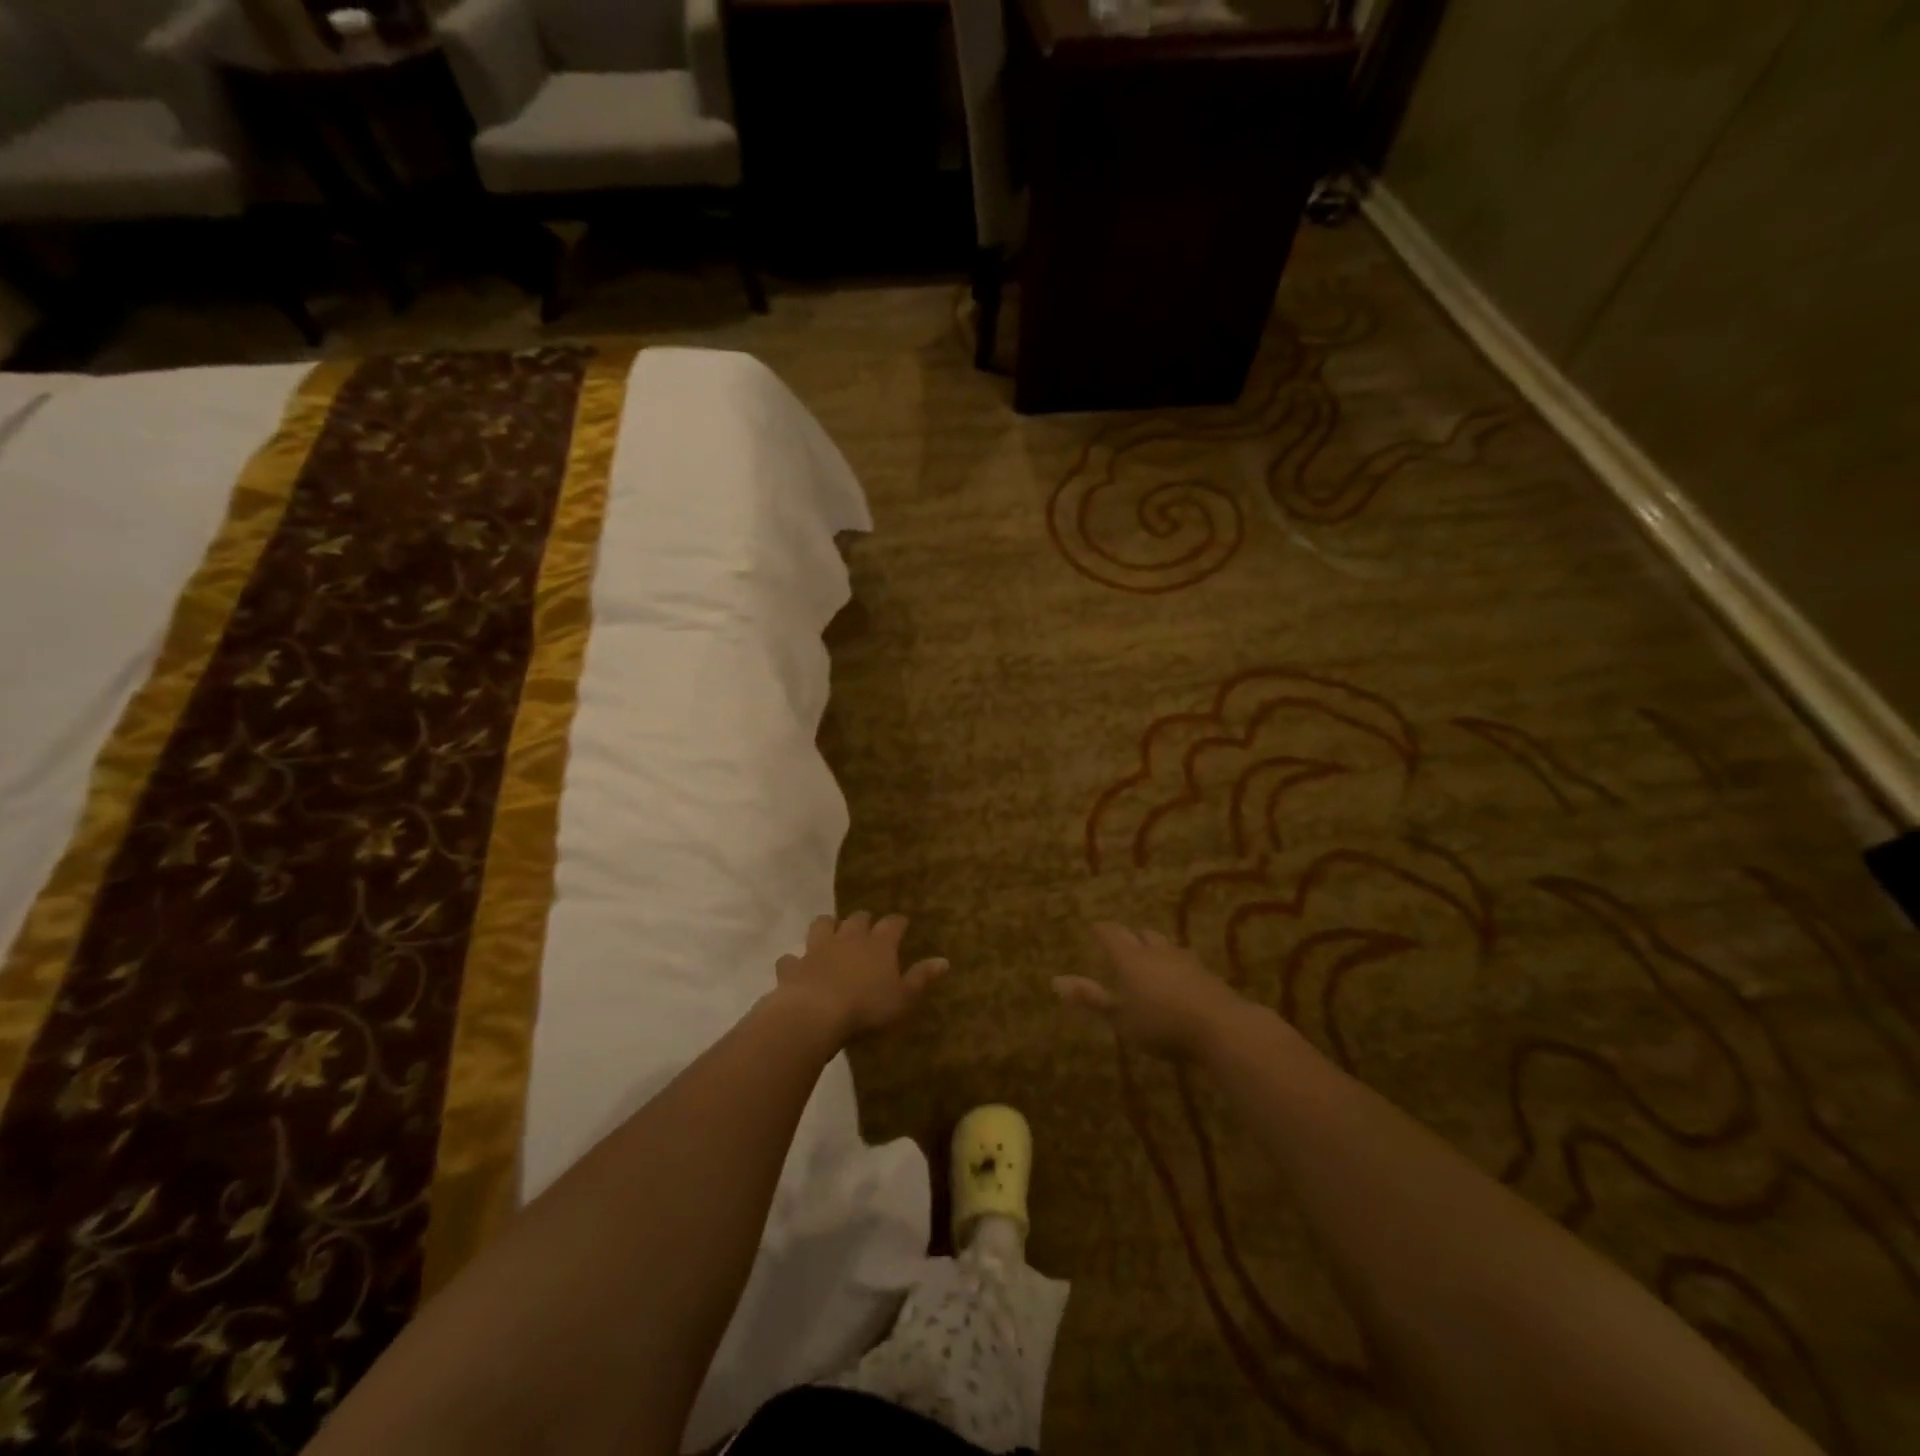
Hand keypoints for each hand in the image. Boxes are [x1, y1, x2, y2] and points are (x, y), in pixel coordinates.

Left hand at [774, 912, 948, 1041]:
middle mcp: (849, 938)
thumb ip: (922, 978)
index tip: (902, 924)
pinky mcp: (794, 966)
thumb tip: (944, 961)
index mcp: (878, 944)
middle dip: (863, 920)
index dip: (898, 923)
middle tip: (867, 927)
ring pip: (822, 925)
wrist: (815, 1014)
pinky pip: (791, 959)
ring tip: (830, 933)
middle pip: (857, 918)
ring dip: (827, 927)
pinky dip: (794, 962)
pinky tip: (796, 968)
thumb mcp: (903, 997)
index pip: (892, 924)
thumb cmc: (866, 1007)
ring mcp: (818, 949)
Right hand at [1054, 922, 1247, 1060]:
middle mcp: (1156, 951)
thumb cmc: (1159, 1023)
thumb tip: (1055, 980)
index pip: (1111, 934)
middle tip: (1123, 941)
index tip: (1095, 927)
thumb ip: (1090, 998)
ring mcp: (1185, 960)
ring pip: (1165, 946)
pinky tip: (1179, 978)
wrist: (1220, 1027)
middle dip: (1131, 936)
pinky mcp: (1207, 975)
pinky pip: (1185, 962)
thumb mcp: (1119, 1017)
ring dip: (1155, 949)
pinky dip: (1176, 966)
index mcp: (1130, 957)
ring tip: (1150, 957)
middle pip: (1141, 934)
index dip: (1102, 930)